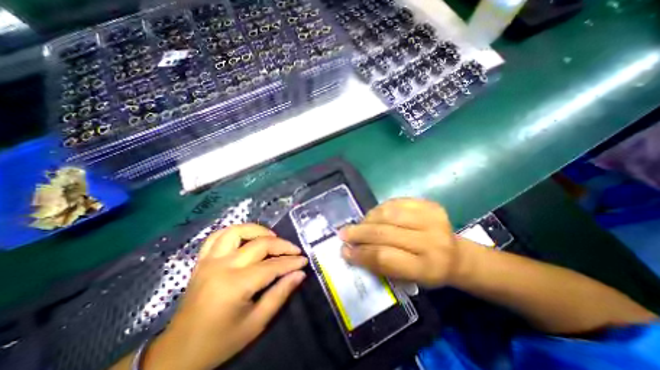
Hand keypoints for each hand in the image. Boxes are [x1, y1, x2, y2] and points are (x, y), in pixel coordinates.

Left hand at [143, 223, 307, 368]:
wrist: (178, 353)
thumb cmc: (220, 341)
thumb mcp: (256, 323)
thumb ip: (280, 294)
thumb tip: (300, 274)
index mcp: (234, 285)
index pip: (272, 266)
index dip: (291, 262)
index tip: (304, 261)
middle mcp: (222, 266)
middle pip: (259, 245)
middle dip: (282, 245)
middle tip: (295, 250)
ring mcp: (209, 260)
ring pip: (237, 231)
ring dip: (258, 230)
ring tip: (272, 238)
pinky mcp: (202, 260)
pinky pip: (217, 236)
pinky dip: (235, 231)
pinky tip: (246, 237)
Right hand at [339, 199, 468, 287]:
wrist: (456, 254)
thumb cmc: (428, 271)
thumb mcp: (407, 278)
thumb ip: (379, 265)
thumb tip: (351, 250)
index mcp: (427, 268)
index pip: (384, 258)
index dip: (360, 254)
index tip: (344, 251)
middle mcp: (431, 241)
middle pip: (384, 233)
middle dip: (359, 233)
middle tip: (344, 233)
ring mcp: (432, 218)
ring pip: (387, 213)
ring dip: (368, 219)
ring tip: (359, 225)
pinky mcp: (429, 204)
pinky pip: (395, 202)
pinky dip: (380, 209)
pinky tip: (374, 216)